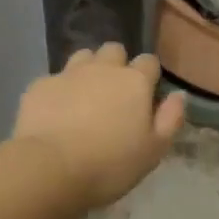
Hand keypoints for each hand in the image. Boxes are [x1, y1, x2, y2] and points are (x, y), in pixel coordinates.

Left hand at [11, 43, 186, 209]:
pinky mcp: (40, 84)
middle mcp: (103, 68)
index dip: (148, 75)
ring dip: (87, 69)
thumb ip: (170, 119)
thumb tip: (178, 95)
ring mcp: (69, 73)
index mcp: (134, 81)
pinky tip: (55, 112)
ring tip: (84, 96)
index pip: (149, 61)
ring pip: (83, 56)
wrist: (50, 168)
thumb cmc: (110, 164)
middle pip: (114, 50)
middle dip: (116, 64)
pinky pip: (54, 78)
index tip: (145, 96)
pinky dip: (58, 90)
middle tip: (114, 94)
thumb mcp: (153, 151)